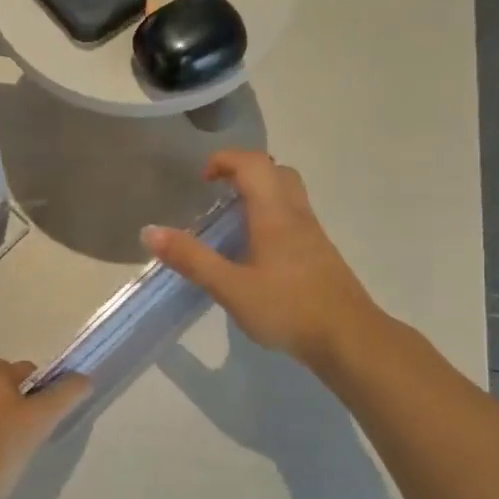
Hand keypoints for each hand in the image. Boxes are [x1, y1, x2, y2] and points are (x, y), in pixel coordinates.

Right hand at [142, 150, 381, 369]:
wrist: (348, 338)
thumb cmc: (287, 308)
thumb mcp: (231, 287)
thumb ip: (192, 259)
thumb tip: (150, 232)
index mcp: (274, 214)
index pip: (252, 163)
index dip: (225, 160)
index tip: (203, 180)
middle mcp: (297, 215)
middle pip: (276, 172)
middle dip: (245, 172)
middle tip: (219, 195)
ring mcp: (313, 235)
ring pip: (289, 195)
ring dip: (261, 194)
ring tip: (233, 223)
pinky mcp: (321, 255)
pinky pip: (295, 219)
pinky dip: (273, 218)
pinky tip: (258, 254)